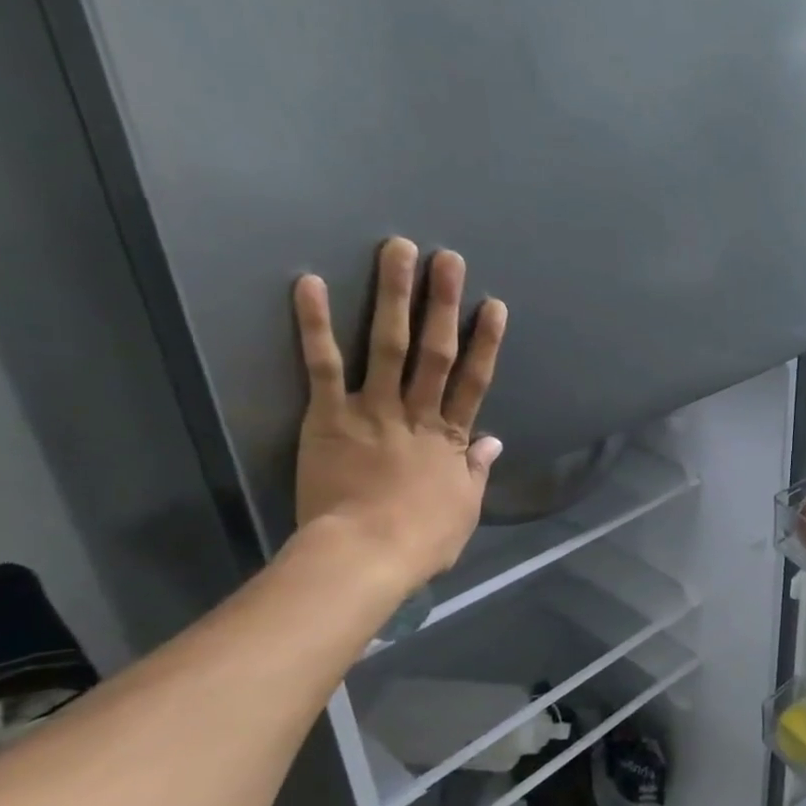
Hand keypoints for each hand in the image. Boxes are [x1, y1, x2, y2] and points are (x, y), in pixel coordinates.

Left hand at [293, 238, 507, 588]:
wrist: (368, 554)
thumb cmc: (422, 538)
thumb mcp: (465, 507)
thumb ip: (477, 470)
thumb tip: (495, 442)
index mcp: (451, 437)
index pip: (474, 380)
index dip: (486, 341)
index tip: (493, 305)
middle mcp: (418, 413)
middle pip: (435, 350)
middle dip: (443, 303)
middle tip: (447, 259)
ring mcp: (374, 411)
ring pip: (387, 345)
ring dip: (393, 296)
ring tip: (396, 252)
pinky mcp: (329, 417)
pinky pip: (323, 366)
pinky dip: (316, 325)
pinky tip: (310, 284)